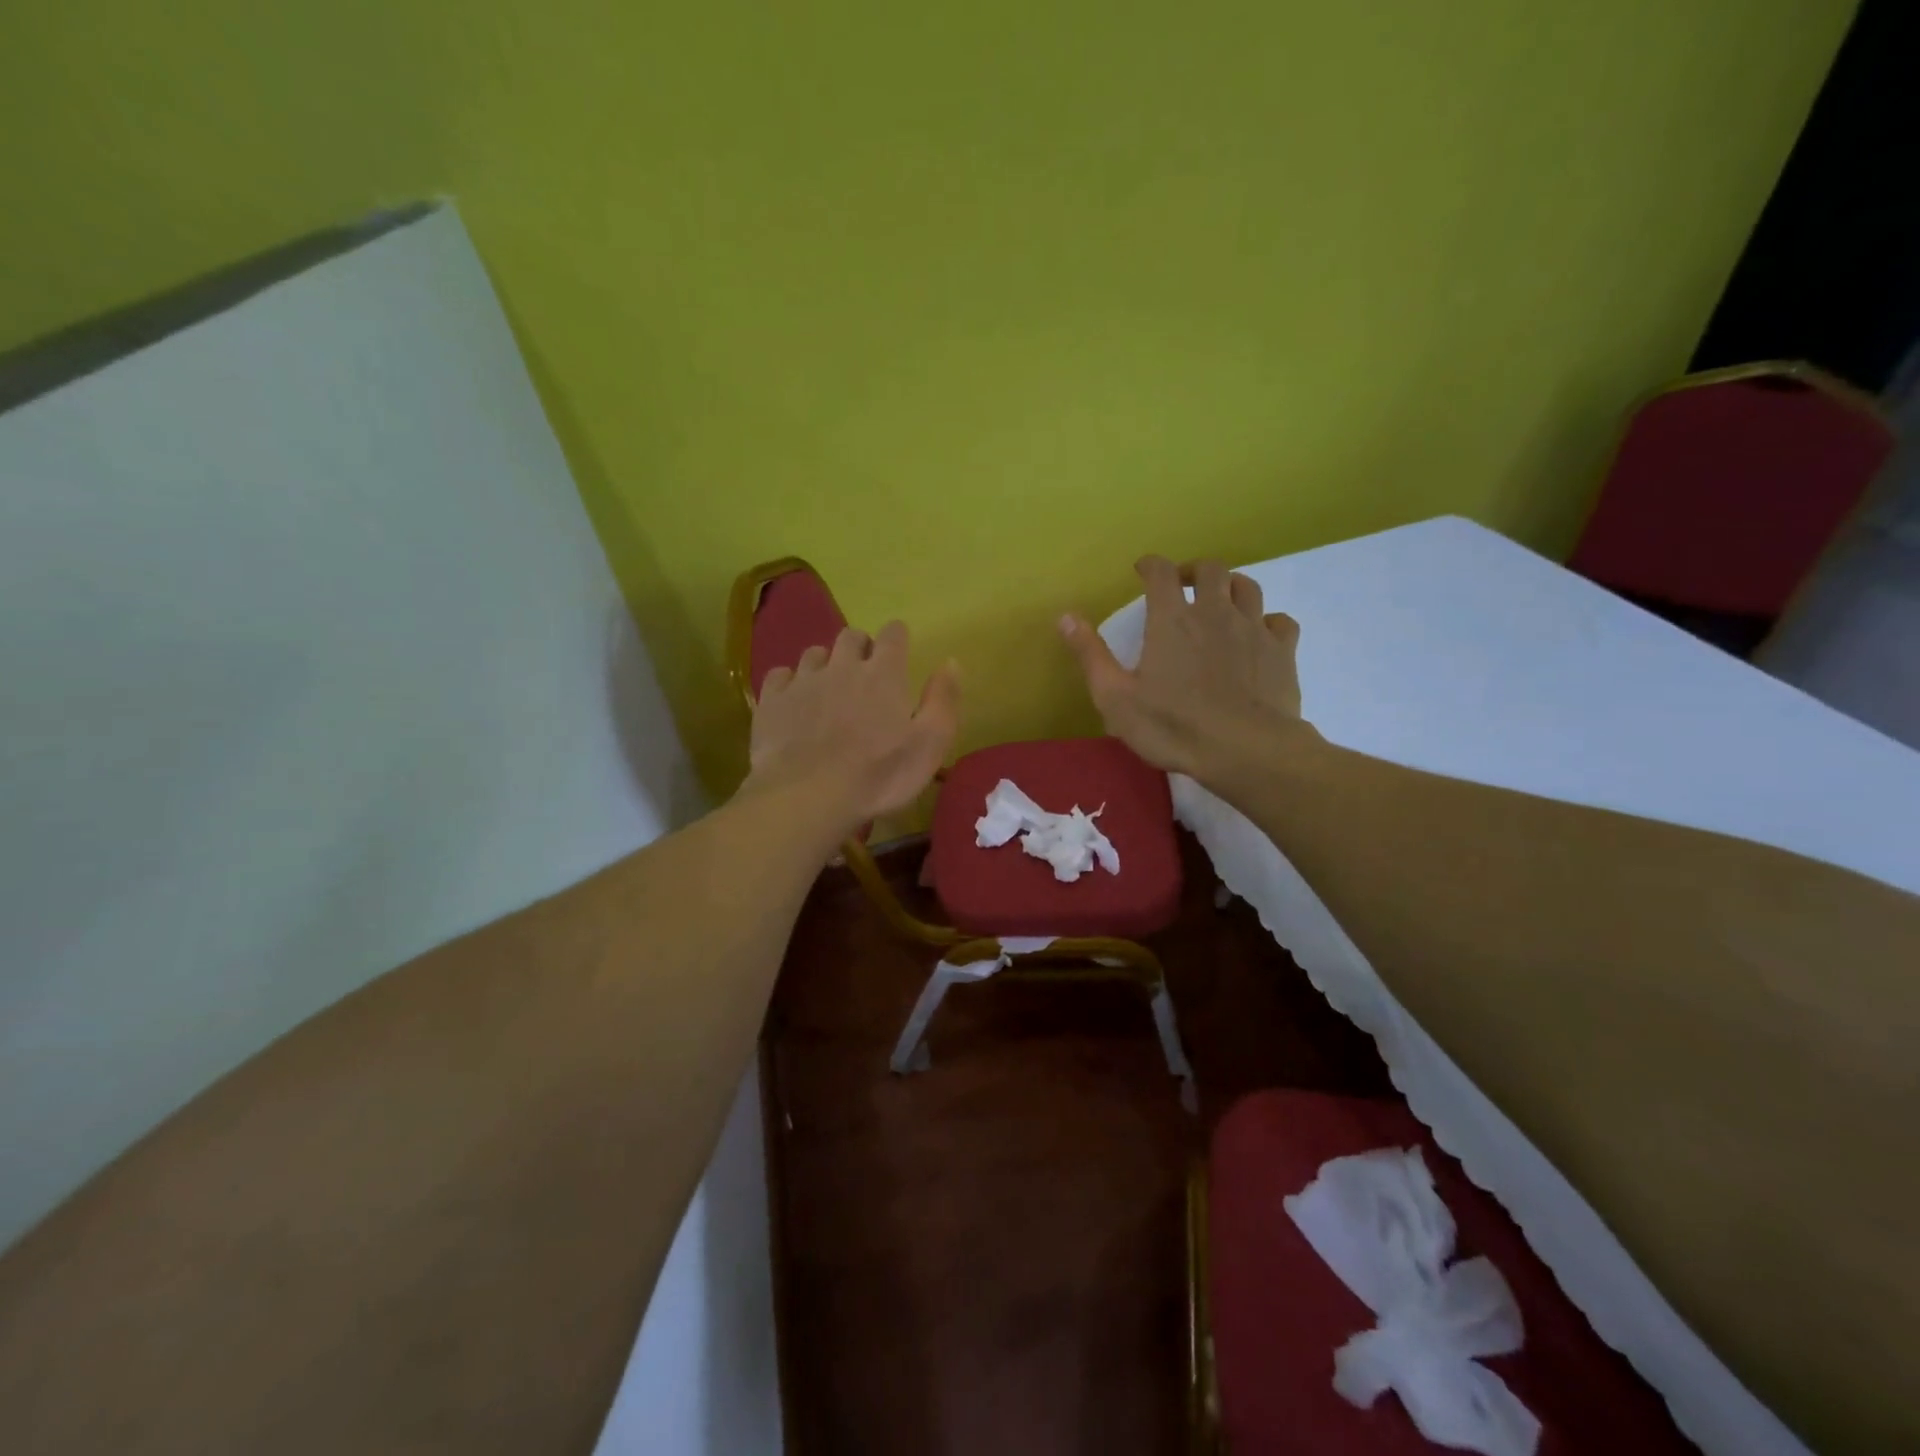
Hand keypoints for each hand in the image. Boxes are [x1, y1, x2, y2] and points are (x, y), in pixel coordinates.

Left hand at [743, 620, 959, 838]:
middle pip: (850, 636)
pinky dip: (789, 682)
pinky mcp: (772, 700)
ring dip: (825, 664)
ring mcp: (803, 681)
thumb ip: (943, 700)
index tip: (899, 649)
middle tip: (865, 672)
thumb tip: (951, 662)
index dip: (897, 637)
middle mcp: (842, 666)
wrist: (808, 796)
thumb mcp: (929, 745)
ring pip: (814, 653)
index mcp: (883, 674)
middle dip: (860, 646)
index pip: (893, 634)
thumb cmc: (879, 776)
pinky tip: (793, 701)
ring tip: (829, 688)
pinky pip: (780, 676)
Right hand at [1059, 556, 1312, 788]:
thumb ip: (1091, 655)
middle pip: (1211, 569)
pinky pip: (1280, 621)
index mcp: (1172, 620)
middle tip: (1183, 586)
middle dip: (1193, 570)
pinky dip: (1267, 621)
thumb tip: (1065, 616)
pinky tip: (1259, 636)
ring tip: (1220, 602)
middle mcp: (1215, 612)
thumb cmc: (1173, 726)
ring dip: (1231, 587)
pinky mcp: (1282, 651)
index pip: (1161, 572)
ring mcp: (1253, 629)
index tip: (1142, 570)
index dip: (1150, 564)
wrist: (1246, 751)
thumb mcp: (1116, 698)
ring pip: (1248, 587)